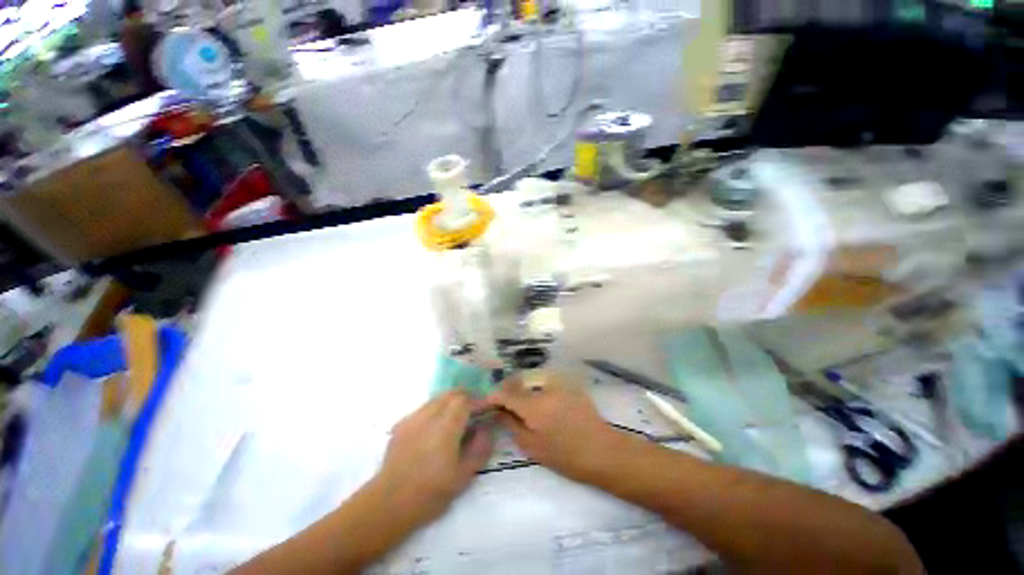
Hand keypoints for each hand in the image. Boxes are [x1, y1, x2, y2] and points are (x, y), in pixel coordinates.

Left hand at [375, 390, 492, 524]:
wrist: (388, 504)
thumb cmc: (430, 493)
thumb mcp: (463, 476)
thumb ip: (479, 448)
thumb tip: (486, 428)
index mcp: (445, 427)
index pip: (465, 400)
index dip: (478, 400)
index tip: (486, 408)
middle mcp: (428, 416)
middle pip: (451, 393)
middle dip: (465, 397)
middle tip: (474, 410)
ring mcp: (412, 418)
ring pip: (437, 398)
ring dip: (450, 401)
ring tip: (456, 417)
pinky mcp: (401, 425)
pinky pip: (424, 408)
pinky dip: (436, 409)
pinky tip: (436, 428)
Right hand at [486, 372, 629, 481]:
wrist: (603, 451)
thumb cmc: (566, 456)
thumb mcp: (532, 446)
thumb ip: (511, 424)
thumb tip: (498, 411)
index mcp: (534, 405)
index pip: (506, 393)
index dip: (493, 396)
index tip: (486, 403)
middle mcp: (544, 387)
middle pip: (517, 380)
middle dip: (505, 388)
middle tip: (499, 402)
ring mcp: (558, 382)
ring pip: (530, 378)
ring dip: (519, 386)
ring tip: (515, 399)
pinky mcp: (568, 383)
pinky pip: (544, 379)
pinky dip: (534, 385)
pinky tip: (535, 397)